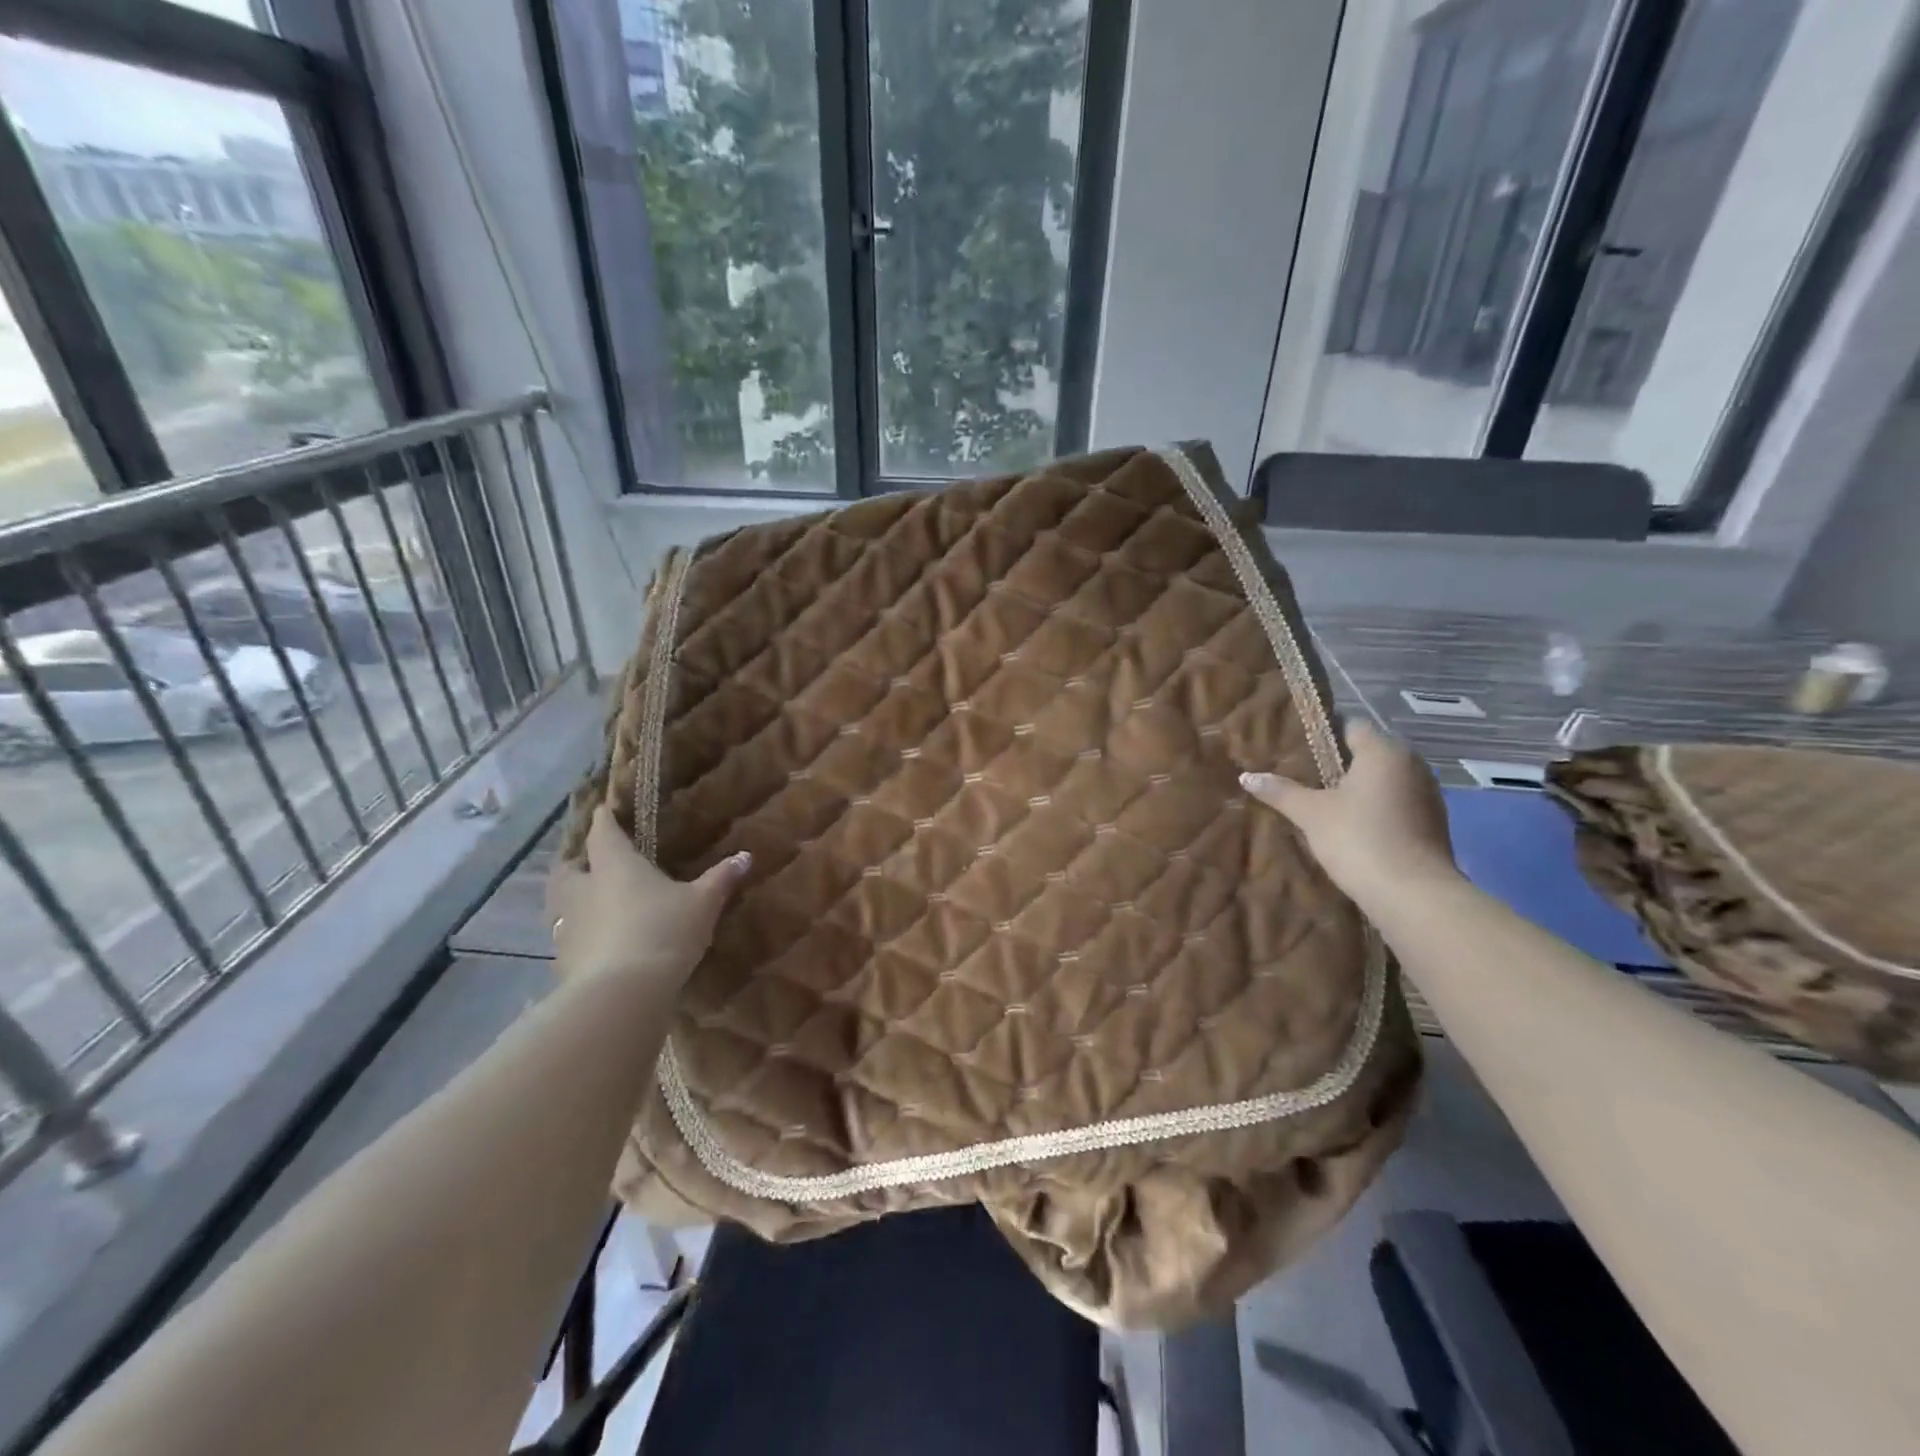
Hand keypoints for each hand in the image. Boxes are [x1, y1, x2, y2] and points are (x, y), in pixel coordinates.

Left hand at [545, 806, 749, 988]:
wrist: (622, 993)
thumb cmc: (664, 931)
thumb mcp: (703, 903)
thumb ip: (721, 878)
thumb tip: (745, 856)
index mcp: (614, 865)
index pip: (603, 832)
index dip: (603, 819)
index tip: (602, 809)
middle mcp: (583, 889)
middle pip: (569, 868)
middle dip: (578, 862)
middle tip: (592, 863)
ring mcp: (567, 926)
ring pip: (562, 905)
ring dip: (574, 901)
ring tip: (594, 904)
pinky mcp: (564, 961)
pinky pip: (569, 939)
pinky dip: (580, 936)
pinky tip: (598, 944)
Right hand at [1240, 722, 1456, 906]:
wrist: (1413, 895)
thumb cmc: (1358, 839)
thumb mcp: (1310, 813)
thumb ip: (1280, 791)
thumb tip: (1246, 776)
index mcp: (1384, 752)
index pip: (1351, 725)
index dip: (1324, 733)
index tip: (1297, 747)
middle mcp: (1411, 765)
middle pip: (1369, 752)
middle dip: (1339, 762)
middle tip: (1303, 775)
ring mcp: (1427, 794)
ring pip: (1385, 779)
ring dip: (1359, 787)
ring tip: (1324, 801)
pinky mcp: (1433, 823)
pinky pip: (1397, 803)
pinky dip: (1376, 808)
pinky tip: (1352, 825)